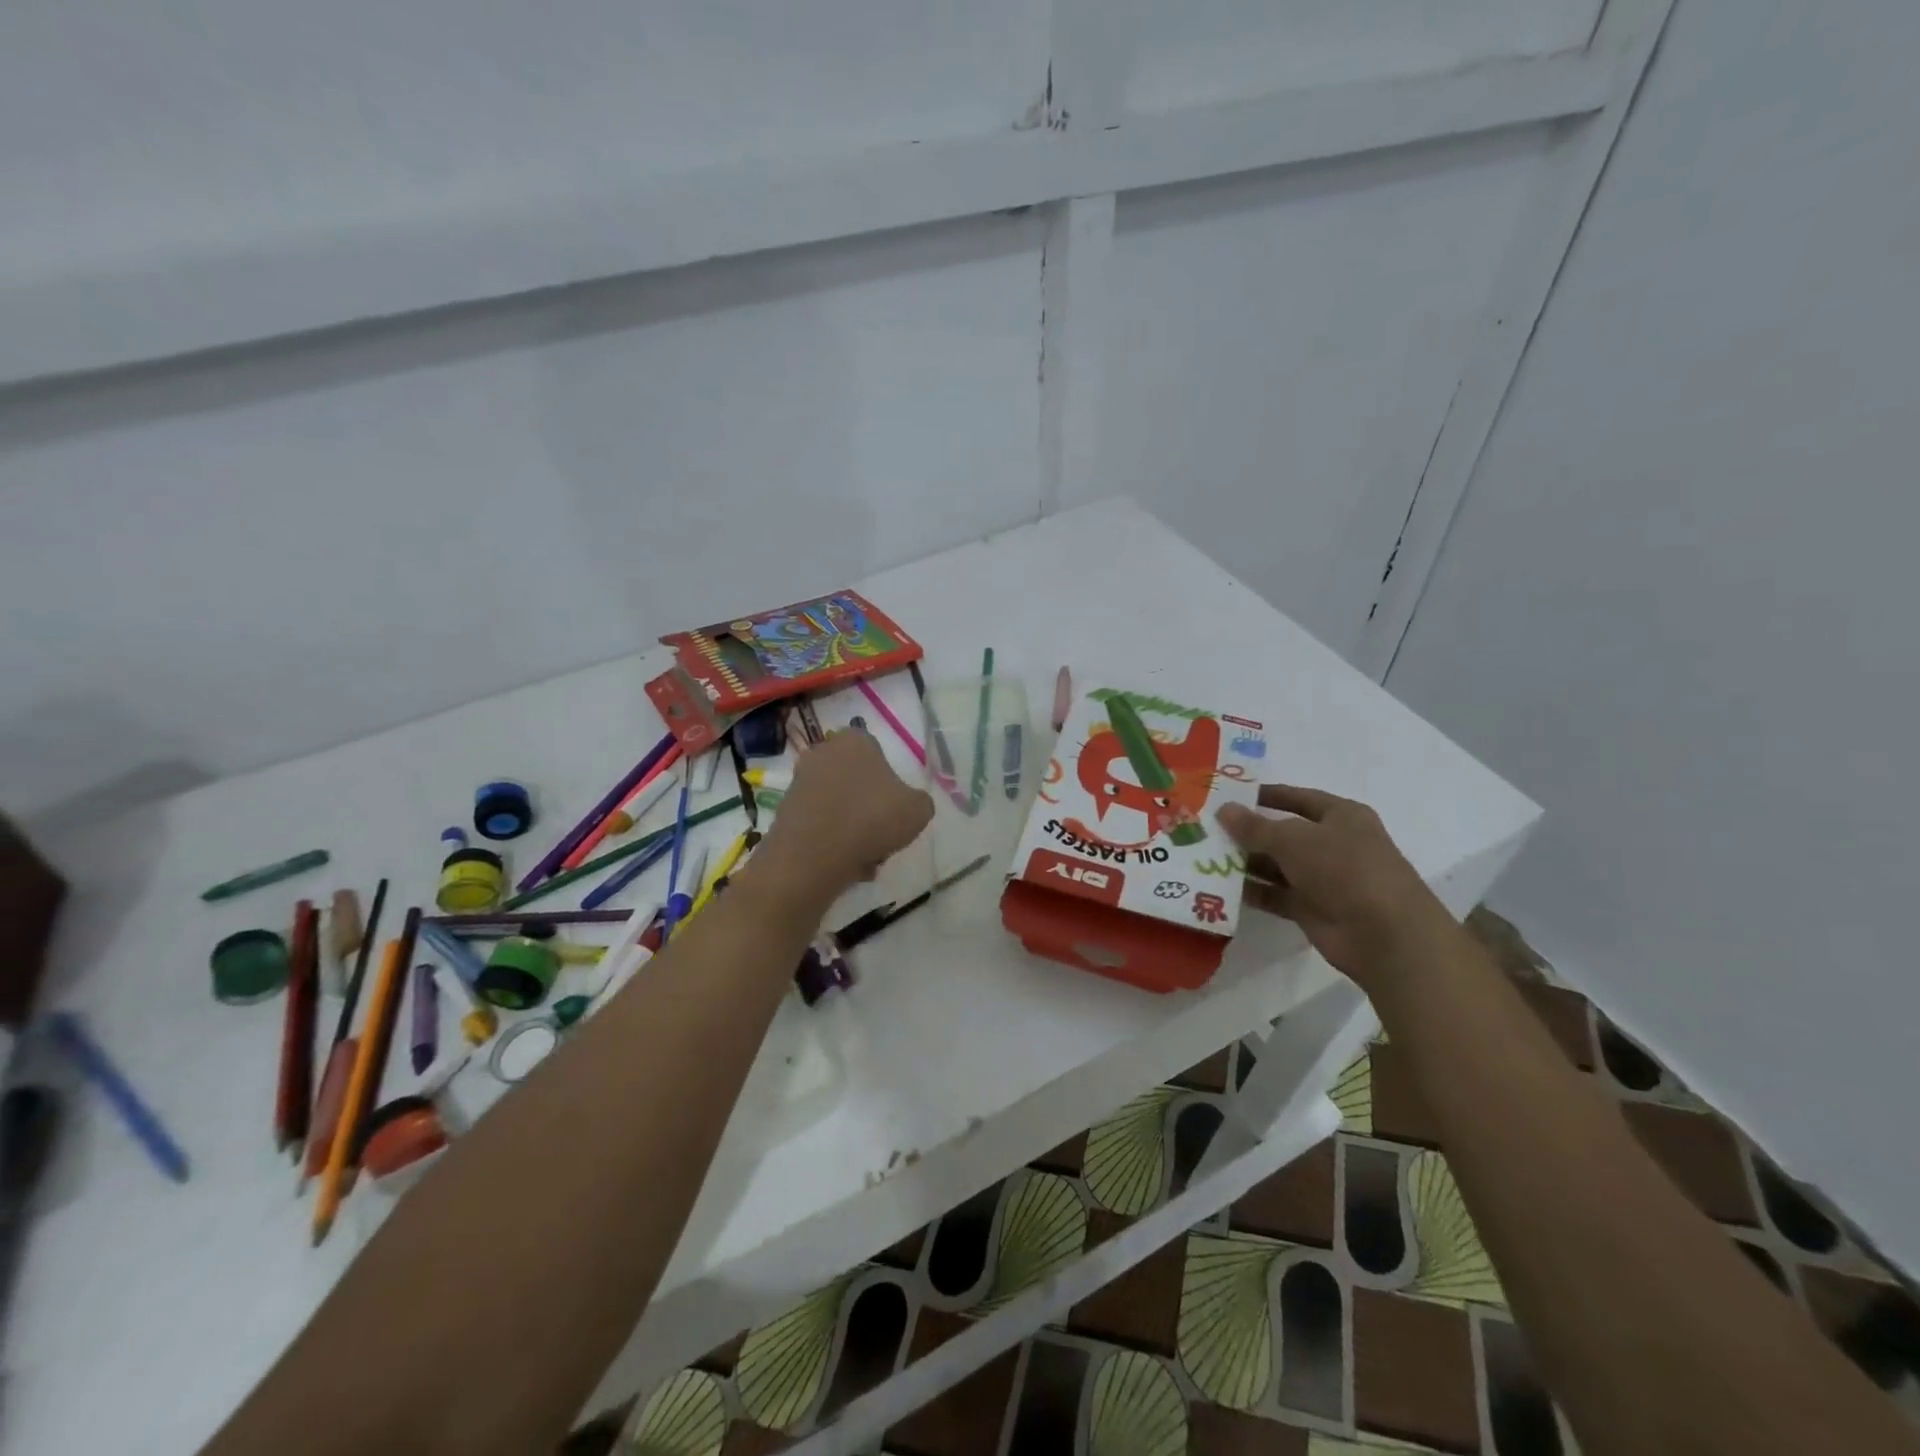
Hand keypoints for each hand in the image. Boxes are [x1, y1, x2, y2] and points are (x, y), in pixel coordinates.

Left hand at [755, 730, 932, 898]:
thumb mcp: (918, 810)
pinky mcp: (785, 811)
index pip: (876, 752)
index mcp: (855, 741)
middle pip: (855, 780)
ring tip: (865, 859)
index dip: (889, 782)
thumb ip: (919, 801)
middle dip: (868, 807)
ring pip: (837, 805)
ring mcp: (799, 781)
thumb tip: (908, 804)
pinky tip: (846, 865)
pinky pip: (819, 824)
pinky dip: (832, 842)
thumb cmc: (872, 819)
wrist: (814, 854)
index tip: (895, 808)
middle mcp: (823, 753)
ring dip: (852, 829)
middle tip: (882, 836)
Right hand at [1217, 785, 1450, 987]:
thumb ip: (1255, 826)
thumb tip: (1223, 810)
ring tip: (1204, 856)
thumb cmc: (1344, 869)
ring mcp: (1323, 879)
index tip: (1228, 795)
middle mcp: (1333, 844)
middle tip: (1206, 828)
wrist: (1384, 934)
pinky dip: (1252, 891)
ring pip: (1276, 865)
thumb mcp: (1294, 839)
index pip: (1297, 798)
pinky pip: (1275, 894)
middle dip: (1248, 832)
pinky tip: (1219, 886)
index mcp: (1341, 816)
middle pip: (1283, 833)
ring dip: (1245, 862)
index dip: (1265, 795)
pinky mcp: (1311, 909)